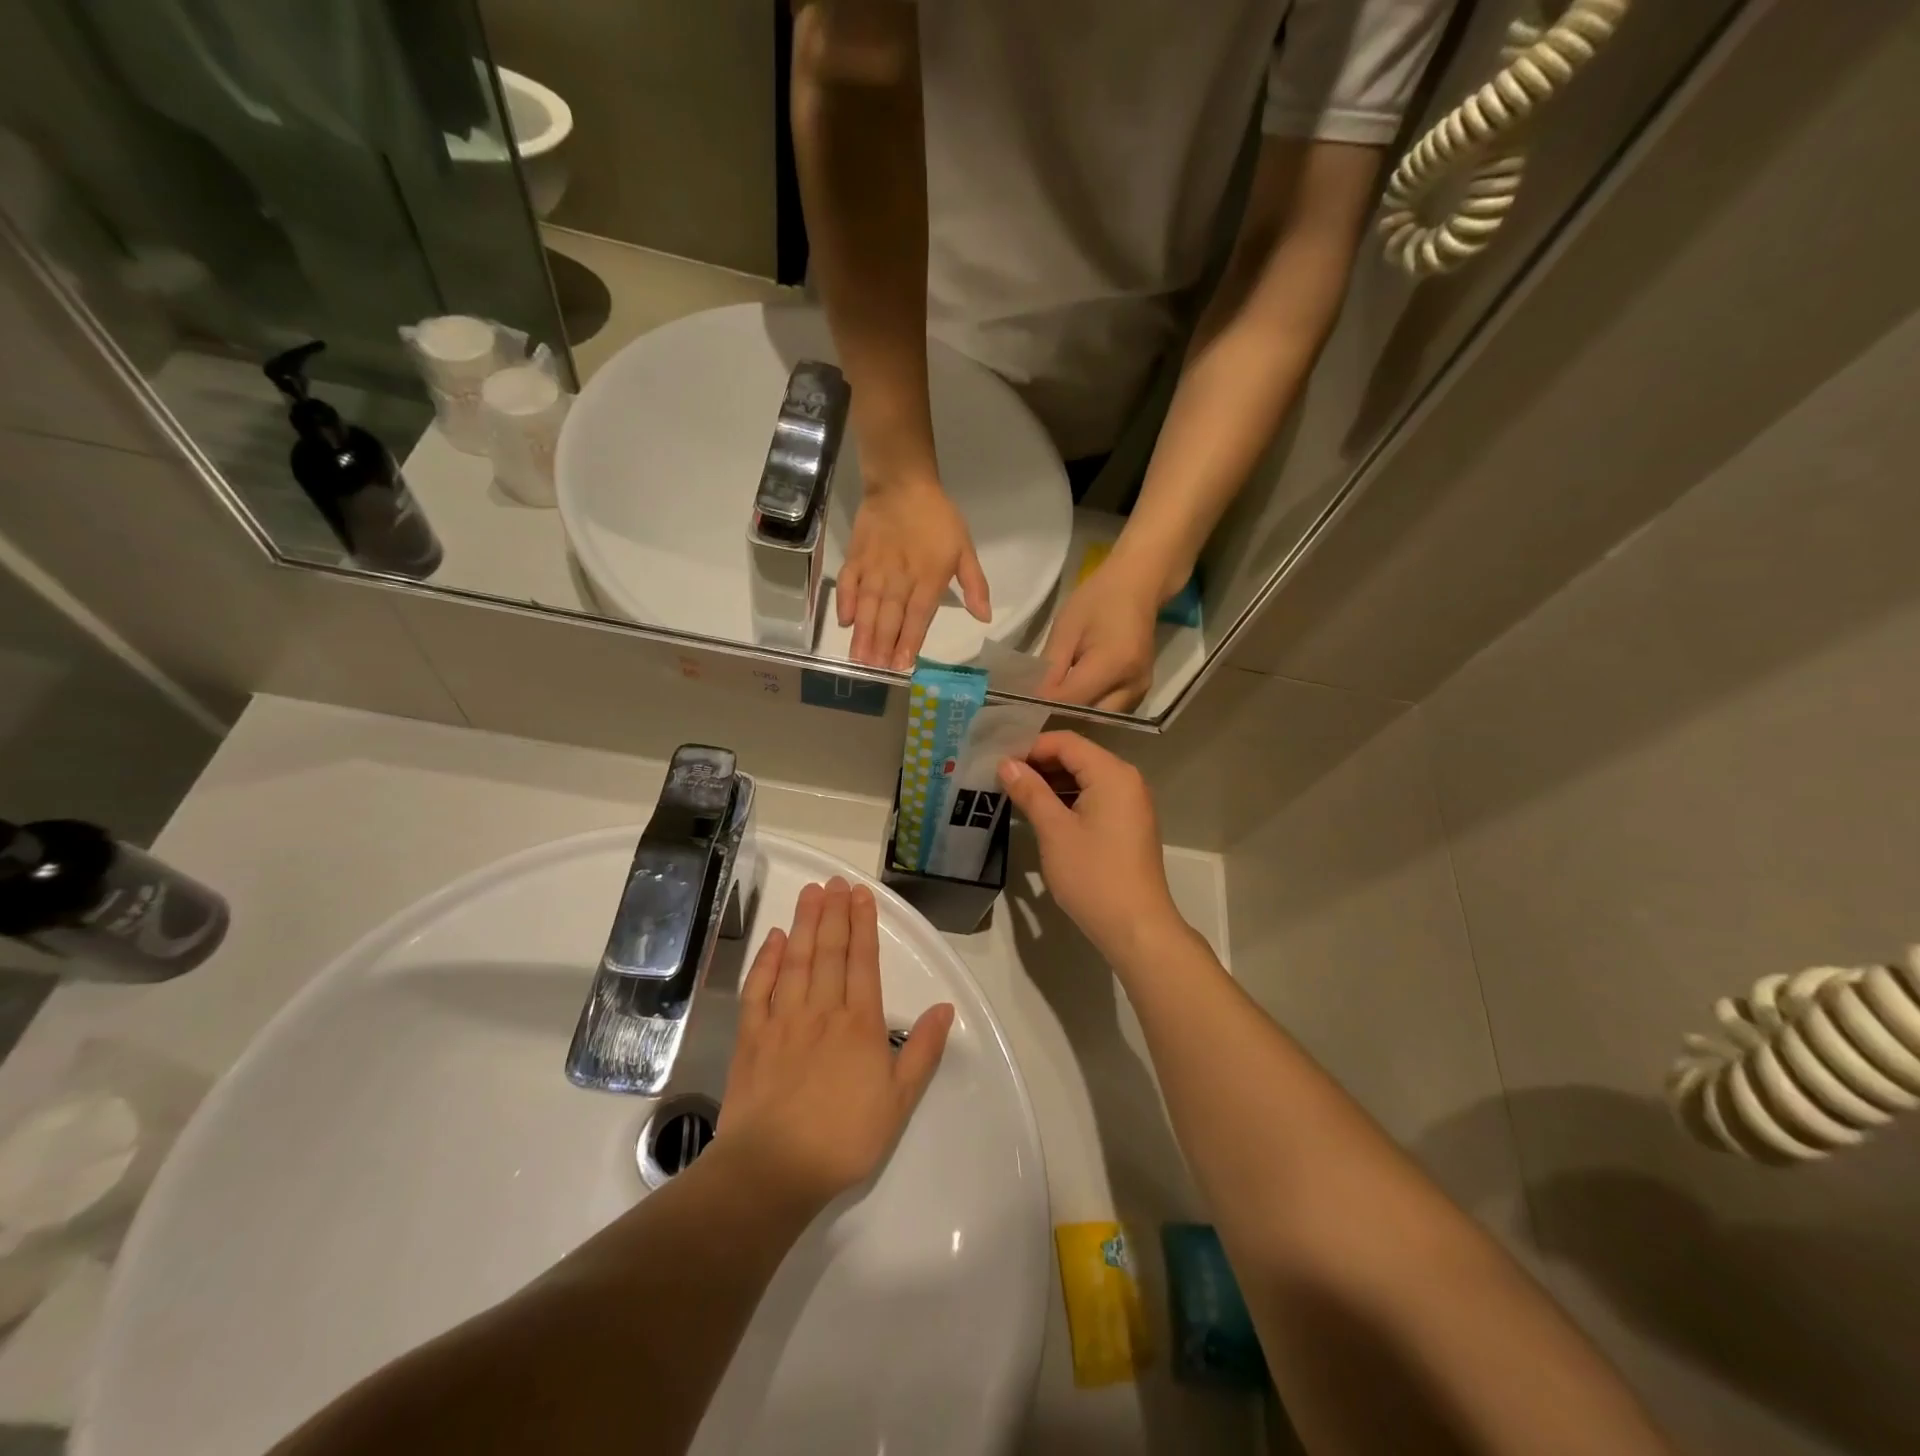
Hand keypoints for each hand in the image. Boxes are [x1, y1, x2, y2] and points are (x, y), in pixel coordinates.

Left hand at [720, 877, 953, 1209]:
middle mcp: (822, 1011)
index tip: (861, 894)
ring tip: (810, 893)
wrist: (774, 1170)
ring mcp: (782, 1020)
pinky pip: (758, 989)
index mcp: (859, 1024)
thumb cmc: (844, 1138)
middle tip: (834, 881)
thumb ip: (923, 1051)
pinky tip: (773, 939)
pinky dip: (766, 961)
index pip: (863, 962)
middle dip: (834, 913)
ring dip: (804, 924)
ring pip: (796, 961)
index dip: (863, 924)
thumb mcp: (899, 1101)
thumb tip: (945, 1008)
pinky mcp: (752, 1037)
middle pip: (830, 952)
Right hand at [838, 480, 991, 669]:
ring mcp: (874, 568)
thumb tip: (984, 617)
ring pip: (868, 606)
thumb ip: (975, 585)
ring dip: (864, 633)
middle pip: (890, 617)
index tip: (903, 665)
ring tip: (859, 659)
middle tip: (876, 670)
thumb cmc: (937, 518)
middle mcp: (899, 578)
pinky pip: (848, 583)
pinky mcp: (856, 557)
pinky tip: (845, 622)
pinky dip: (845, 602)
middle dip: (883, 645)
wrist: (902, 483)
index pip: (918, 616)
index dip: (910, 641)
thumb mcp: (964, 548)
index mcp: (928, 578)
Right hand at [996, 732, 1186, 965]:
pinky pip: (1095, 797)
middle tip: (1002, 778)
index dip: (1031, 747)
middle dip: (1039, 764)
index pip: (1066, 742)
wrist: (1136, 927)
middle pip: (1077, 756)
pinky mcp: (1128, 824)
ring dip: (1052, 783)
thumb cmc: (1093, 875)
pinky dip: (1068, 799)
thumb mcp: (1054, 831)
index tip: (999, 763)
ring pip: (1085, 778)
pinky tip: (1042, 813)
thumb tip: (1006, 764)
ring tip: (1016, 795)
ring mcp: (1131, 802)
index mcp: (1112, 773)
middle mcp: (1126, 779)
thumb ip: (1030, 791)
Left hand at [1042, 558, 1160, 710]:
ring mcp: (1141, 691)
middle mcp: (1133, 685)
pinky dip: (1088, 710)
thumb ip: (1050, 667)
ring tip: (1047, 707)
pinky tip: (1069, 701)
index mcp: (1114, 664)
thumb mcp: (1066, 628)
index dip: (1044, 706)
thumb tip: (1032, 699)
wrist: (1138, 585)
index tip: (1018, 707)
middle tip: (1031, 711)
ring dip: (1073, 717)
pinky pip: (1110, 711)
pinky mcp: (1141, 692)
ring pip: (1100, 719)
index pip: (1071, 700)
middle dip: (1059, 717)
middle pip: (1088, 717)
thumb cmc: (1098, 599)